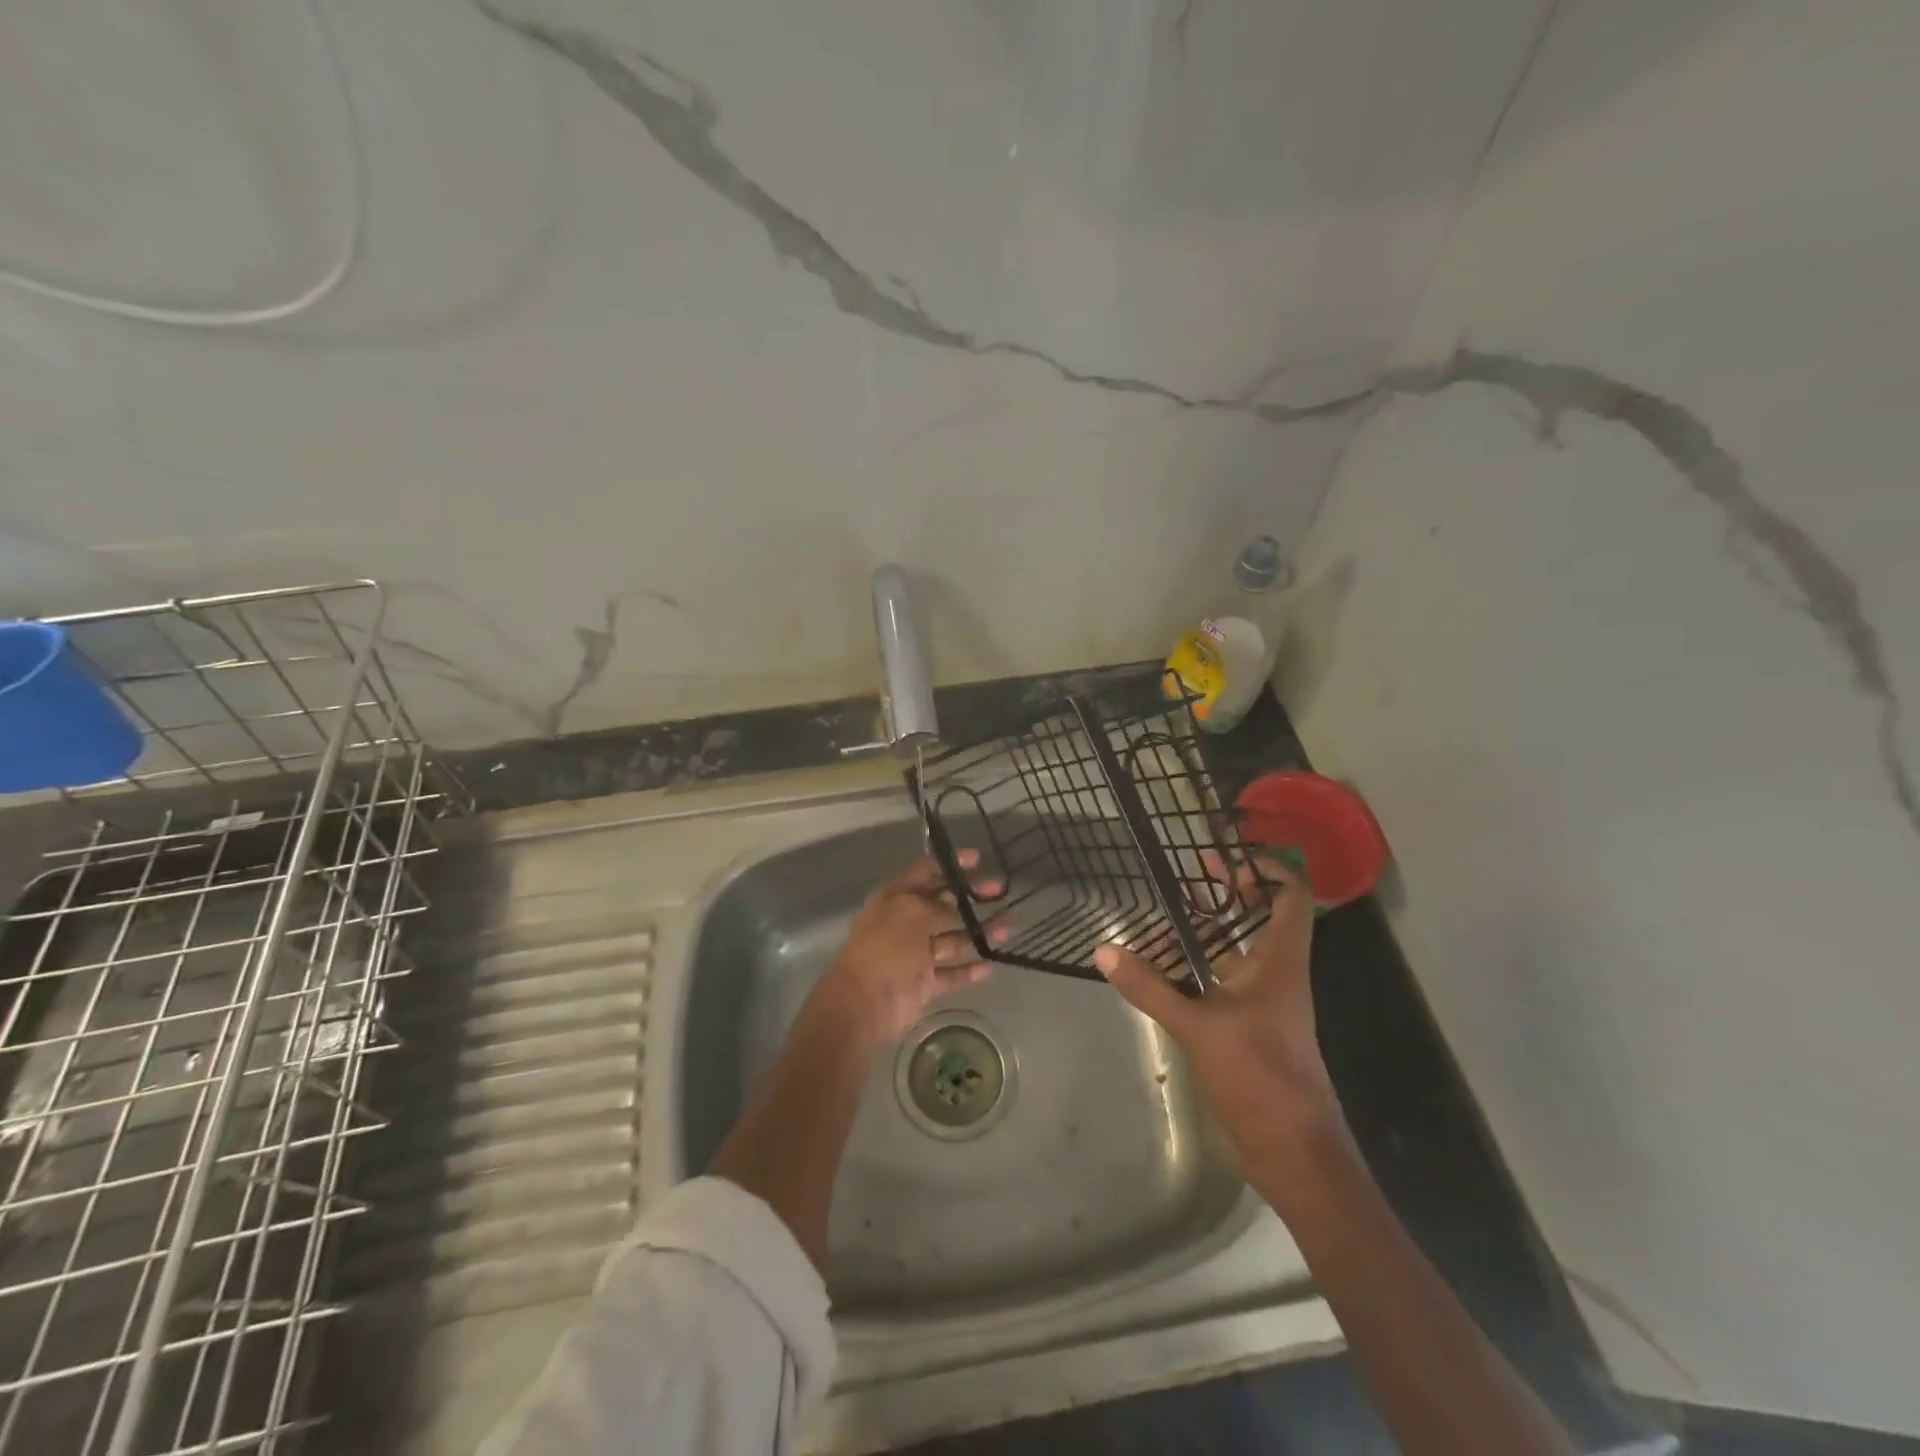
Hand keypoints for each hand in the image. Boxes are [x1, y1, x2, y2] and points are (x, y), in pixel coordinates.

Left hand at [811, 851, 1004, 1046]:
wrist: (865, 1003)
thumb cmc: (886, 947)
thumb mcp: (914, 914)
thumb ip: (940, 908)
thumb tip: (958, 909)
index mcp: (896, 899)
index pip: (925, 873)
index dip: (949, 865)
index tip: (977, 859)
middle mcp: (906, 923)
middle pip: (943, 905)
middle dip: (970, 896)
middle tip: (1000, 889)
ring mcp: (915, 955)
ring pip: (952, 940)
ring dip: (979, 933)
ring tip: (1009, 926)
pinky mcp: (924, 984)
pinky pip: (951, 974)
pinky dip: (969, 970)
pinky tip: (990, 964)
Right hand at [1094, 854, 1343, 1170]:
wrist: (1294, 1153)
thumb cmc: (1261, 1077)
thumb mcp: (1200, 1027)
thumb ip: (1151, 988)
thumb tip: (1104, 950)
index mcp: (1281, 963)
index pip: (1291, 897)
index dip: (1267, 868)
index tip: (1225, 858)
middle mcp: (1277, 975)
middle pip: (1262, 919)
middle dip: (1229, 894)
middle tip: (1186, 876)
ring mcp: (1264, 1003)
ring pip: (1239, 951)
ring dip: (1210, 931)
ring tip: (1164, 914)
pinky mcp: (1249, 1028)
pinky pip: (1223, 982)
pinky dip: (1198, 967)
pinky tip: (1163, 968)